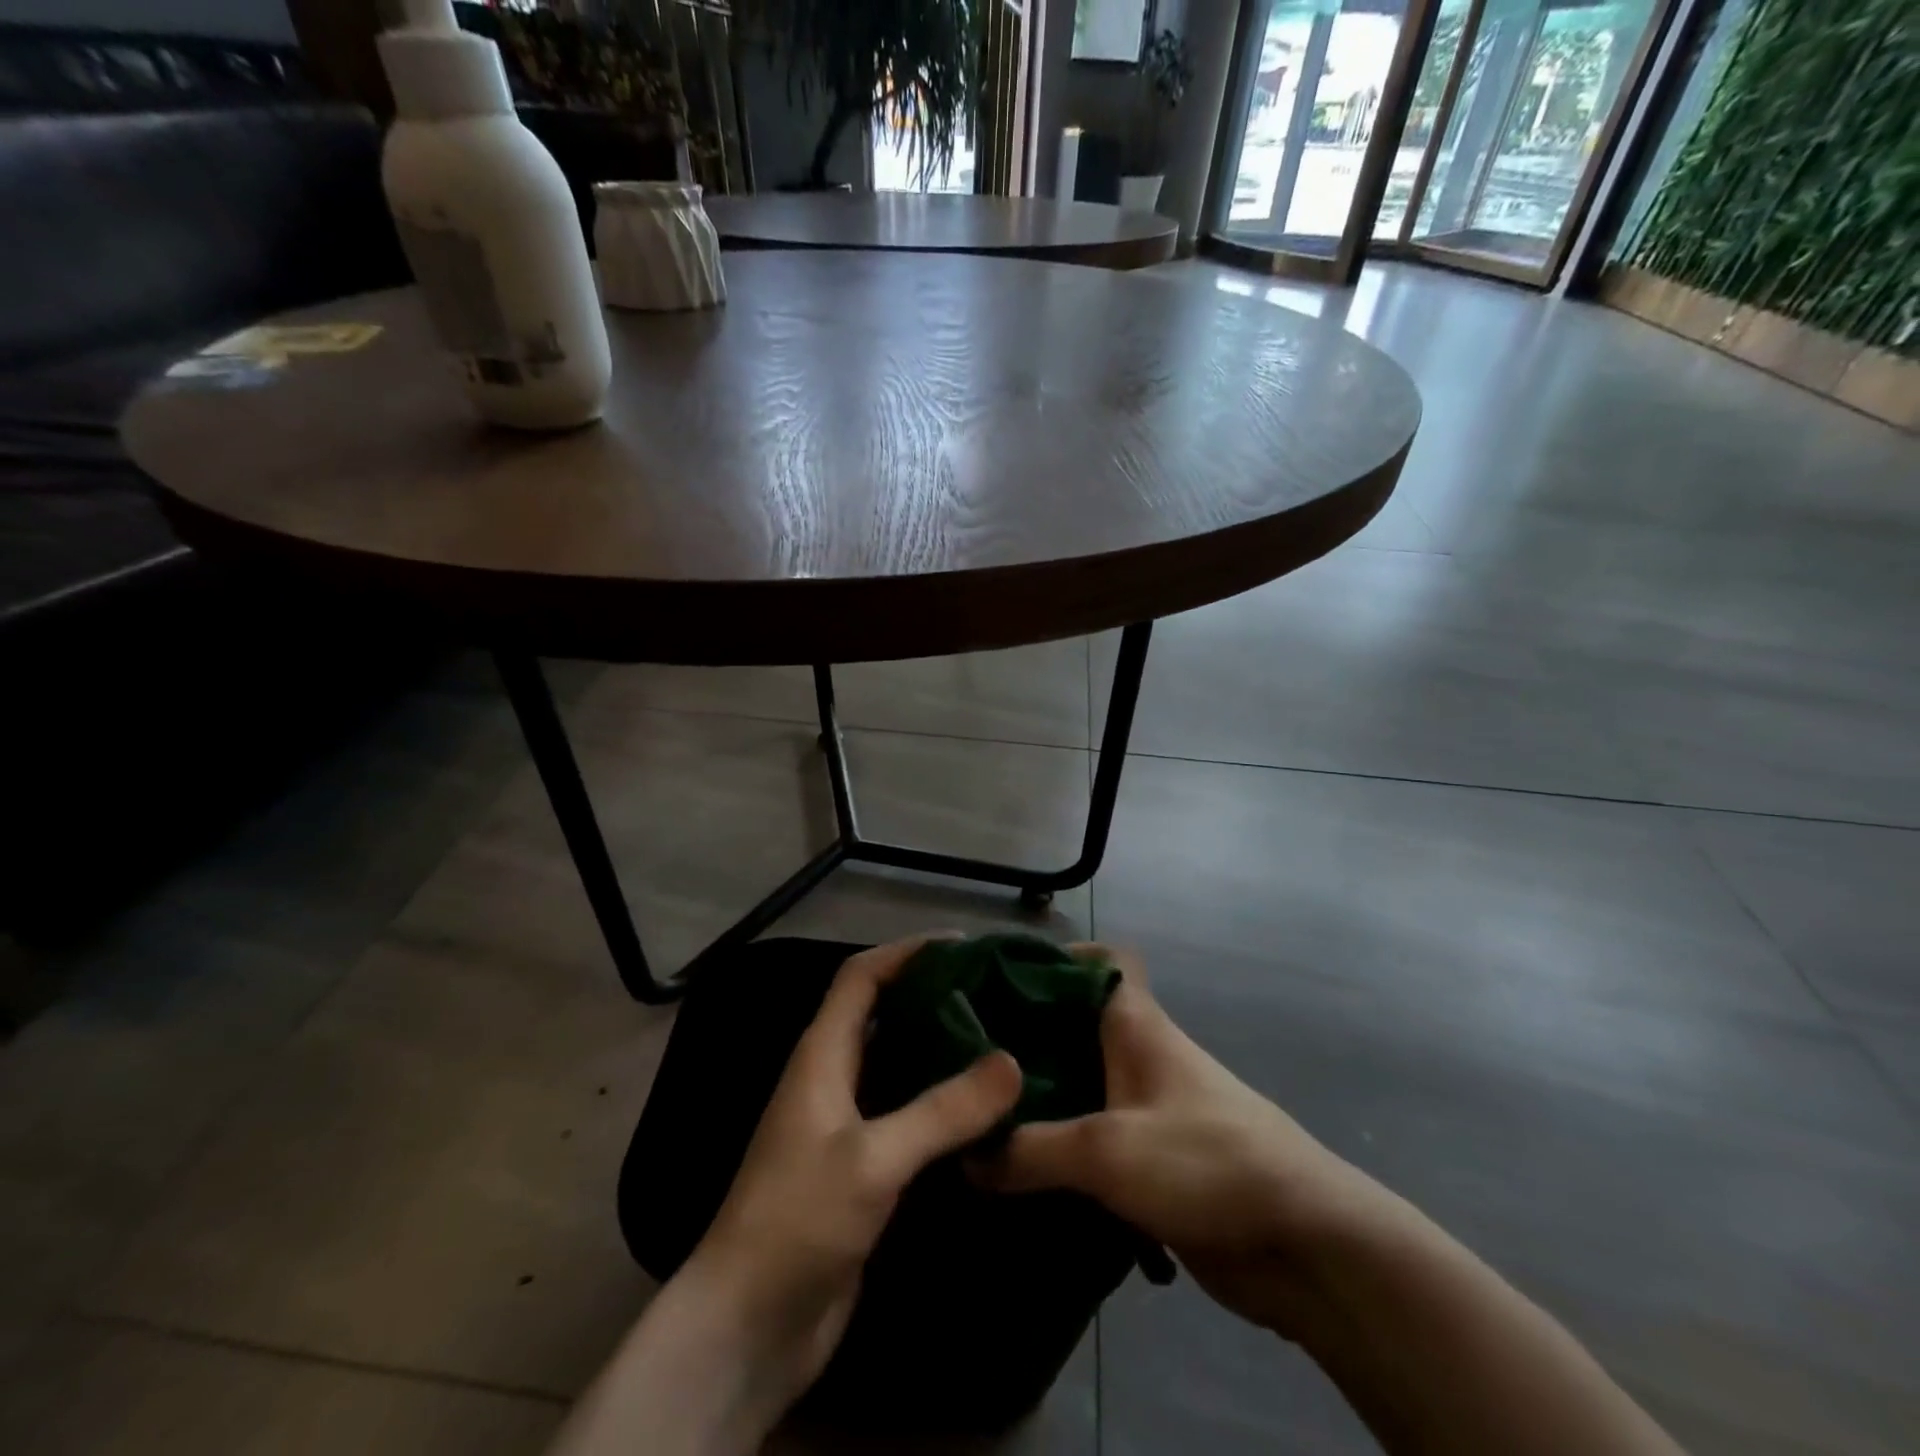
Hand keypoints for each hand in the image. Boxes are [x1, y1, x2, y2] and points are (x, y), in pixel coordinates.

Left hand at [686, 934, 1023, 1424]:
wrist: (749, 1326)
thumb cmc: (798, 1221)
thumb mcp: (873, 1159)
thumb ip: (942, 1111)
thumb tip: (1011, 1062)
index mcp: (822, 1055)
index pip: (861, 977)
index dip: (906, 952)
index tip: (963, 945)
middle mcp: (833, 1078)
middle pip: (884, 1015)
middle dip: (932, 996)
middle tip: (995, 992)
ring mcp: (846, 1124)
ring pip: (899, 1066)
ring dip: (941, 1050)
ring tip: (1001, 1040)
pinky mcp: (863, 1167)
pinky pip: (907, 1116)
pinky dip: (942, 1104)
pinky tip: (985, 1111)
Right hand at [979, 946, 1385, 1338]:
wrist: (1306, 1243)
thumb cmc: (1205, 1162)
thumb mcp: (1106, 1151)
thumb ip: (1031, 1150)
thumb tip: (968, 1155)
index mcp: (1137, 1025)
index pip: (1104, 961)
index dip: (1058, 957)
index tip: (1000, 975)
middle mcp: (1142, 1056)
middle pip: (1078, 1026)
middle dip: (1028, 1036)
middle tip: (966, 1054)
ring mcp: (1150, 1110)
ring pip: (1083, 1087)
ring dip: (1041, 1099)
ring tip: (978, 1114)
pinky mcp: (1155, 1163)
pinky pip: (1094, 1142)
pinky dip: (1061, 1150)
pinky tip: (1019, 1173)